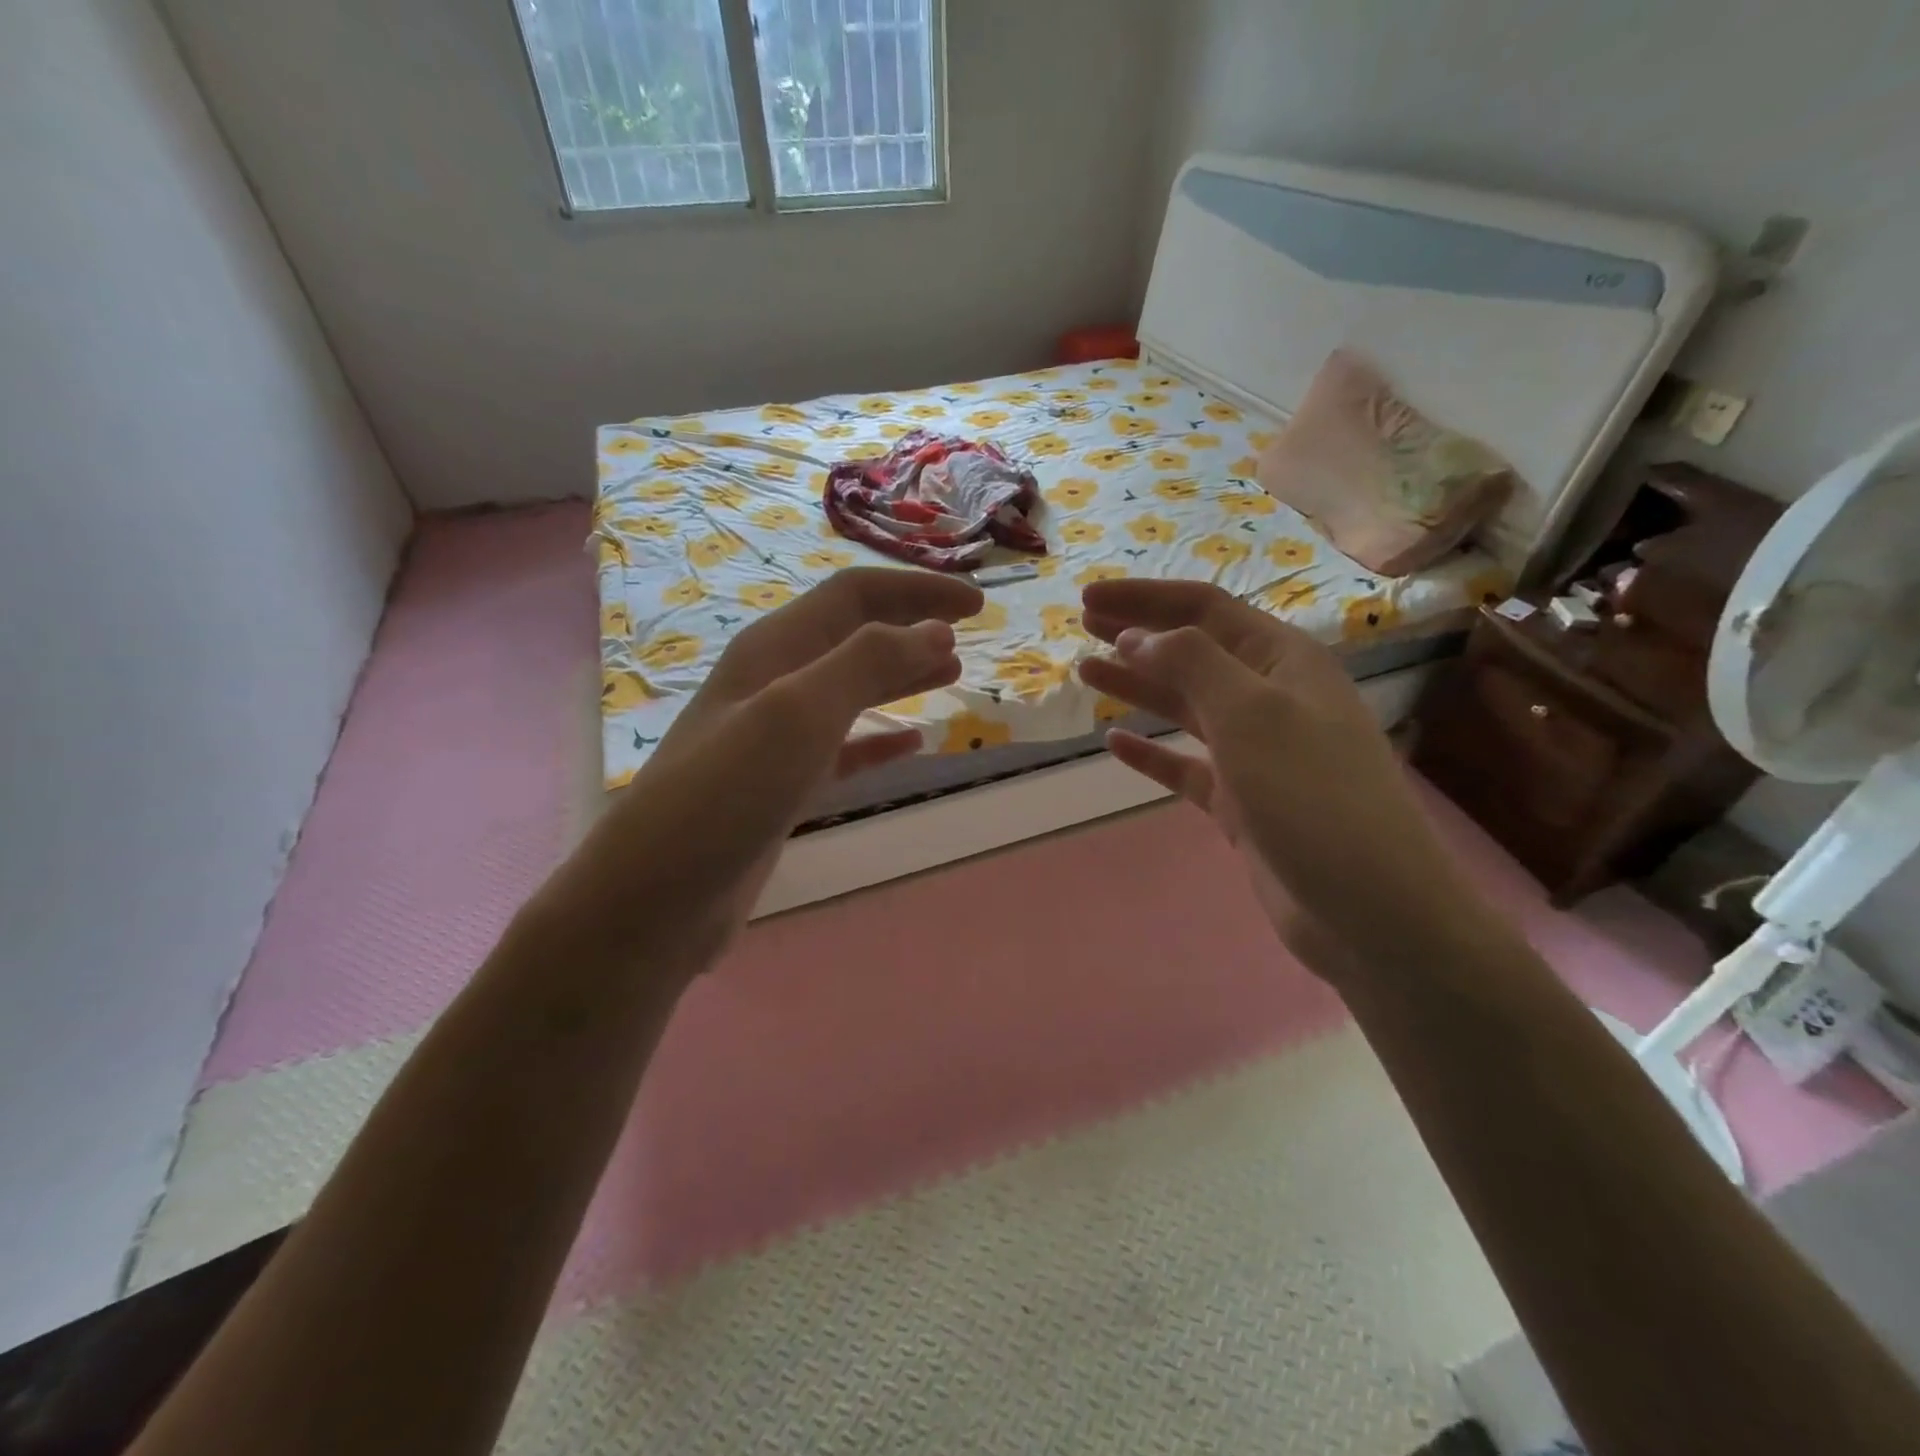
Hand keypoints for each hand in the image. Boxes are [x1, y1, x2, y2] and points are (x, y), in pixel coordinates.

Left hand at [541, 567, 981, 972]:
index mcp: (774, 650)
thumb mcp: (798, 713)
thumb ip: (867, 663)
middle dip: (911, 624)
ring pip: (852, 688)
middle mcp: (773, 683)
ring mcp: (776, 737)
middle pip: (853, 634)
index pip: (855, 596)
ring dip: (901, 673)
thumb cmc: (726, 794)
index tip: (976, 605)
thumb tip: (935, 630)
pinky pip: (844, 748)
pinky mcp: (782, 787)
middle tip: (969, 632)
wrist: (658, 897)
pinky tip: (913, 744)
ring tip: (952, 671)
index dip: (916, 591)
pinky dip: (881, 739)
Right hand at [1078, 579, 1472, 986]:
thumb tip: (1138, 636)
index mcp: (1283, 661)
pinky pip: (1186, 766)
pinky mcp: (1242, 803)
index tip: (1088, 597)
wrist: (1369, 909)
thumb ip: (1192, 663)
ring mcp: (1256, 754)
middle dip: (1138, 632)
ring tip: (1087, 672)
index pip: (1204, 609)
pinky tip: (1116, 743)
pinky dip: (1151, 752)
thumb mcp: (1252, 713)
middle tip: (1083, 624)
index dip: (1144, 598)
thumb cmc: (1313, 797)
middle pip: (1192, 651)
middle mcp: (1271, 698)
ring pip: (1186, 706)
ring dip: (1138, 685)